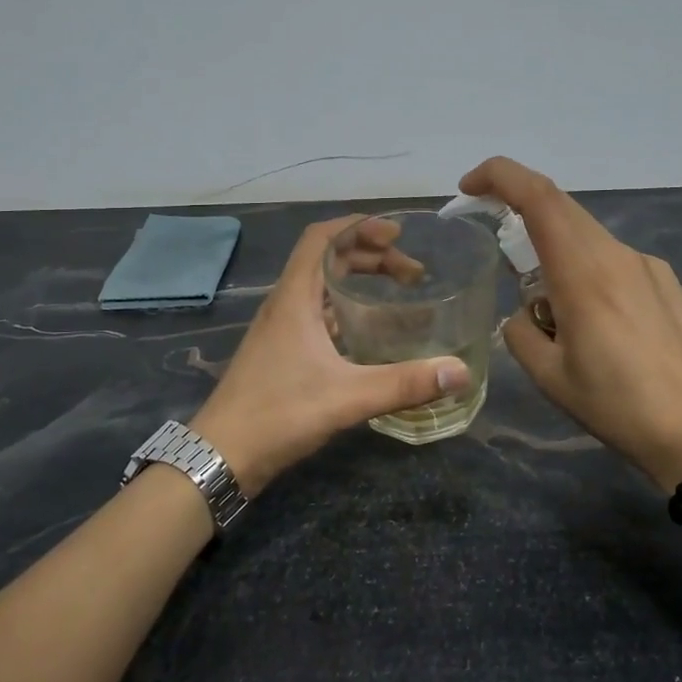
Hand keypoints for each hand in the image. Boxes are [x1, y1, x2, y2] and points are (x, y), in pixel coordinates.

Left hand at [190, 216, 470, 491]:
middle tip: (411, 273)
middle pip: (326, 259)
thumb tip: (459, 372)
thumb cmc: (278, 415)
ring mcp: (280, 329)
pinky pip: (317, 312)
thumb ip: (404, 384)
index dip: (358, 226)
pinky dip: (345, 308)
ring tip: (396, 291)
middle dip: (370, 255)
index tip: (396, 233)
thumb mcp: (347, 397)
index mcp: (295, 298)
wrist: (221, 455)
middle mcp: (285, 305)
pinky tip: (368, 330)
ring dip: (357, 279)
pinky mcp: (280, 352)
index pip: (322, 238)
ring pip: (321, 286)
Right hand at [459, 157, 681, 489]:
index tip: (469, 187)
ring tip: (551, 313)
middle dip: (519, 209)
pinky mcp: (665, 282)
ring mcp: (646, 265)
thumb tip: (525, 315)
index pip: (538, 197)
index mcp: (583, 273)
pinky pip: (612, 259)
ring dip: (554, 252)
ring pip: (586, 236)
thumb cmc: (620, 406)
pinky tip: (595, 324)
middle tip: (495, 241)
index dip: (499, 176)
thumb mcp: (551, 378)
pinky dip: (585, 271)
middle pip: (560, 207)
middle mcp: (616, 254)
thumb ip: (521, 333)